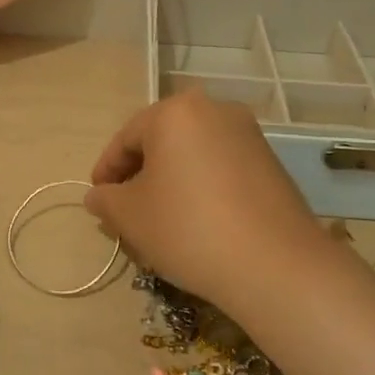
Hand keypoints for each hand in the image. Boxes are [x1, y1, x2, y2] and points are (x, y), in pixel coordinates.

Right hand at [84, 89, 331, 316]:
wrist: (276, 265)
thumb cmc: (189, 228)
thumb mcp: (131, 216)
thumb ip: (106, 199)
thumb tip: (98, 195)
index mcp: (175, 111)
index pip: (127, 138)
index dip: (106, 170)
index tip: (98, 198)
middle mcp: (214, 109)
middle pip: (162, 140)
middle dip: (140, 173)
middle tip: (126, 209)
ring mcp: (248, 134)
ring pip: (193, 153)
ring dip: (171, 179)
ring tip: (161, 218)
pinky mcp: (271, 161)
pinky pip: (221, 166)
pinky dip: (202, 185)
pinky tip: (198, 220)